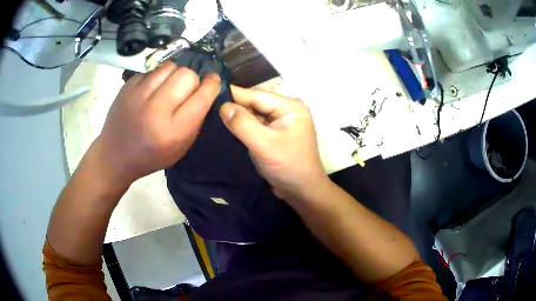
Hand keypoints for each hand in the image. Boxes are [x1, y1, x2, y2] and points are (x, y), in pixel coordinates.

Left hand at [93, 62, 220, 186]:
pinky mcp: (127, 86)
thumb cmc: (150, 156)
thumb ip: (195, 120)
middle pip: (187, 75)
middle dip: (192, 80)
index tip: (213, 81)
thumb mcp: (180, 148)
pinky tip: (152, 90)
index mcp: (173, 131)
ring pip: (170, 66)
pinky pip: (153, 70)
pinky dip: (158, 77)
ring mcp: (138, 95)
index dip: (212, 85)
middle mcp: (156, 110)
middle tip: (186, 90)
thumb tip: (205, 90)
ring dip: (175, 75)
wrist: (115, 155)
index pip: (202, 96)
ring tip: (169, 87)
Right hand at [219, 86, 327, 199]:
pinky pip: (257, 125)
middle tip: (209, 106)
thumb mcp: (264, 144)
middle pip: (256, 103)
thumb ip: (243, 124)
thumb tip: (223, 106)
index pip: (257, 95)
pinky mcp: (276, 134)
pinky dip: (244, 126)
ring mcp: (281, 123)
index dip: (234, 94)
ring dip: (238, 117)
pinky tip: (228, 127)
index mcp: (290, 107)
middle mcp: (287, 110)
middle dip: (235, 106)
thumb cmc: (288, 166)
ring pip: (255, 114)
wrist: (303, 191)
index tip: (211, 92)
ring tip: (214, 114)